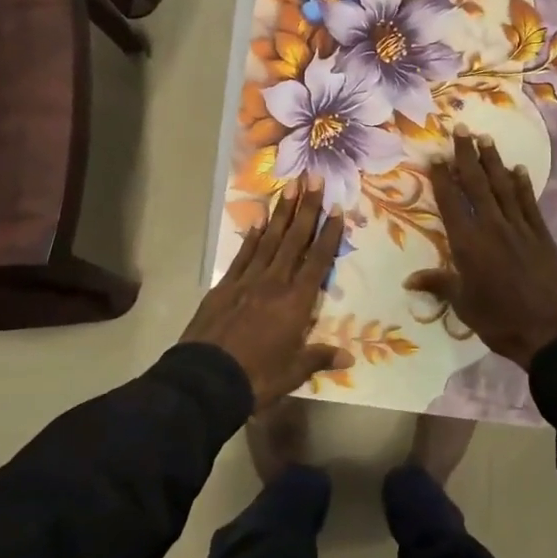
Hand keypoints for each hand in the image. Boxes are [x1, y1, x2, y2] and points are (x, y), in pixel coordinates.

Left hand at [182, 183, 348, 409]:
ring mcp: (247, 280)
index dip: (328, 234)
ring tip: (291, 187)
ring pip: (270, 240)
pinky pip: (243, 254)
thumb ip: (320, 357)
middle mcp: (274, 282)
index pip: (317, 261)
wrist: (206, 379)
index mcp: (296, 302)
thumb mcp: (294, 372)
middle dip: (306, 208)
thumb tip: (349, 358)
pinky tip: (261, 220)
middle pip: (294, 240)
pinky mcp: (225, 285)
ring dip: (282, 213)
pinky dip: (254, 235)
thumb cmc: (257, 377)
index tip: (336, 209)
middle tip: (314, 178)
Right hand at [407, 132, 556, 369]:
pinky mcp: (541, 235)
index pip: (451, 202)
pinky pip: (528, 203)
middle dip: (466, 156)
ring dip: (493, 162)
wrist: (549, 331)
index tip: (436, 155)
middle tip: (461, 130)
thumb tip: (409, 279)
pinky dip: (522, 185)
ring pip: (503, 187)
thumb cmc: (498, 320)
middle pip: (477, 185)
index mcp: (468, 243)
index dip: (442, 178)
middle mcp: (492, 227)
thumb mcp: (463, 305)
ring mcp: (519, 228)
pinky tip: (518, 169)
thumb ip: (438, 284)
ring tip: (485, 139)